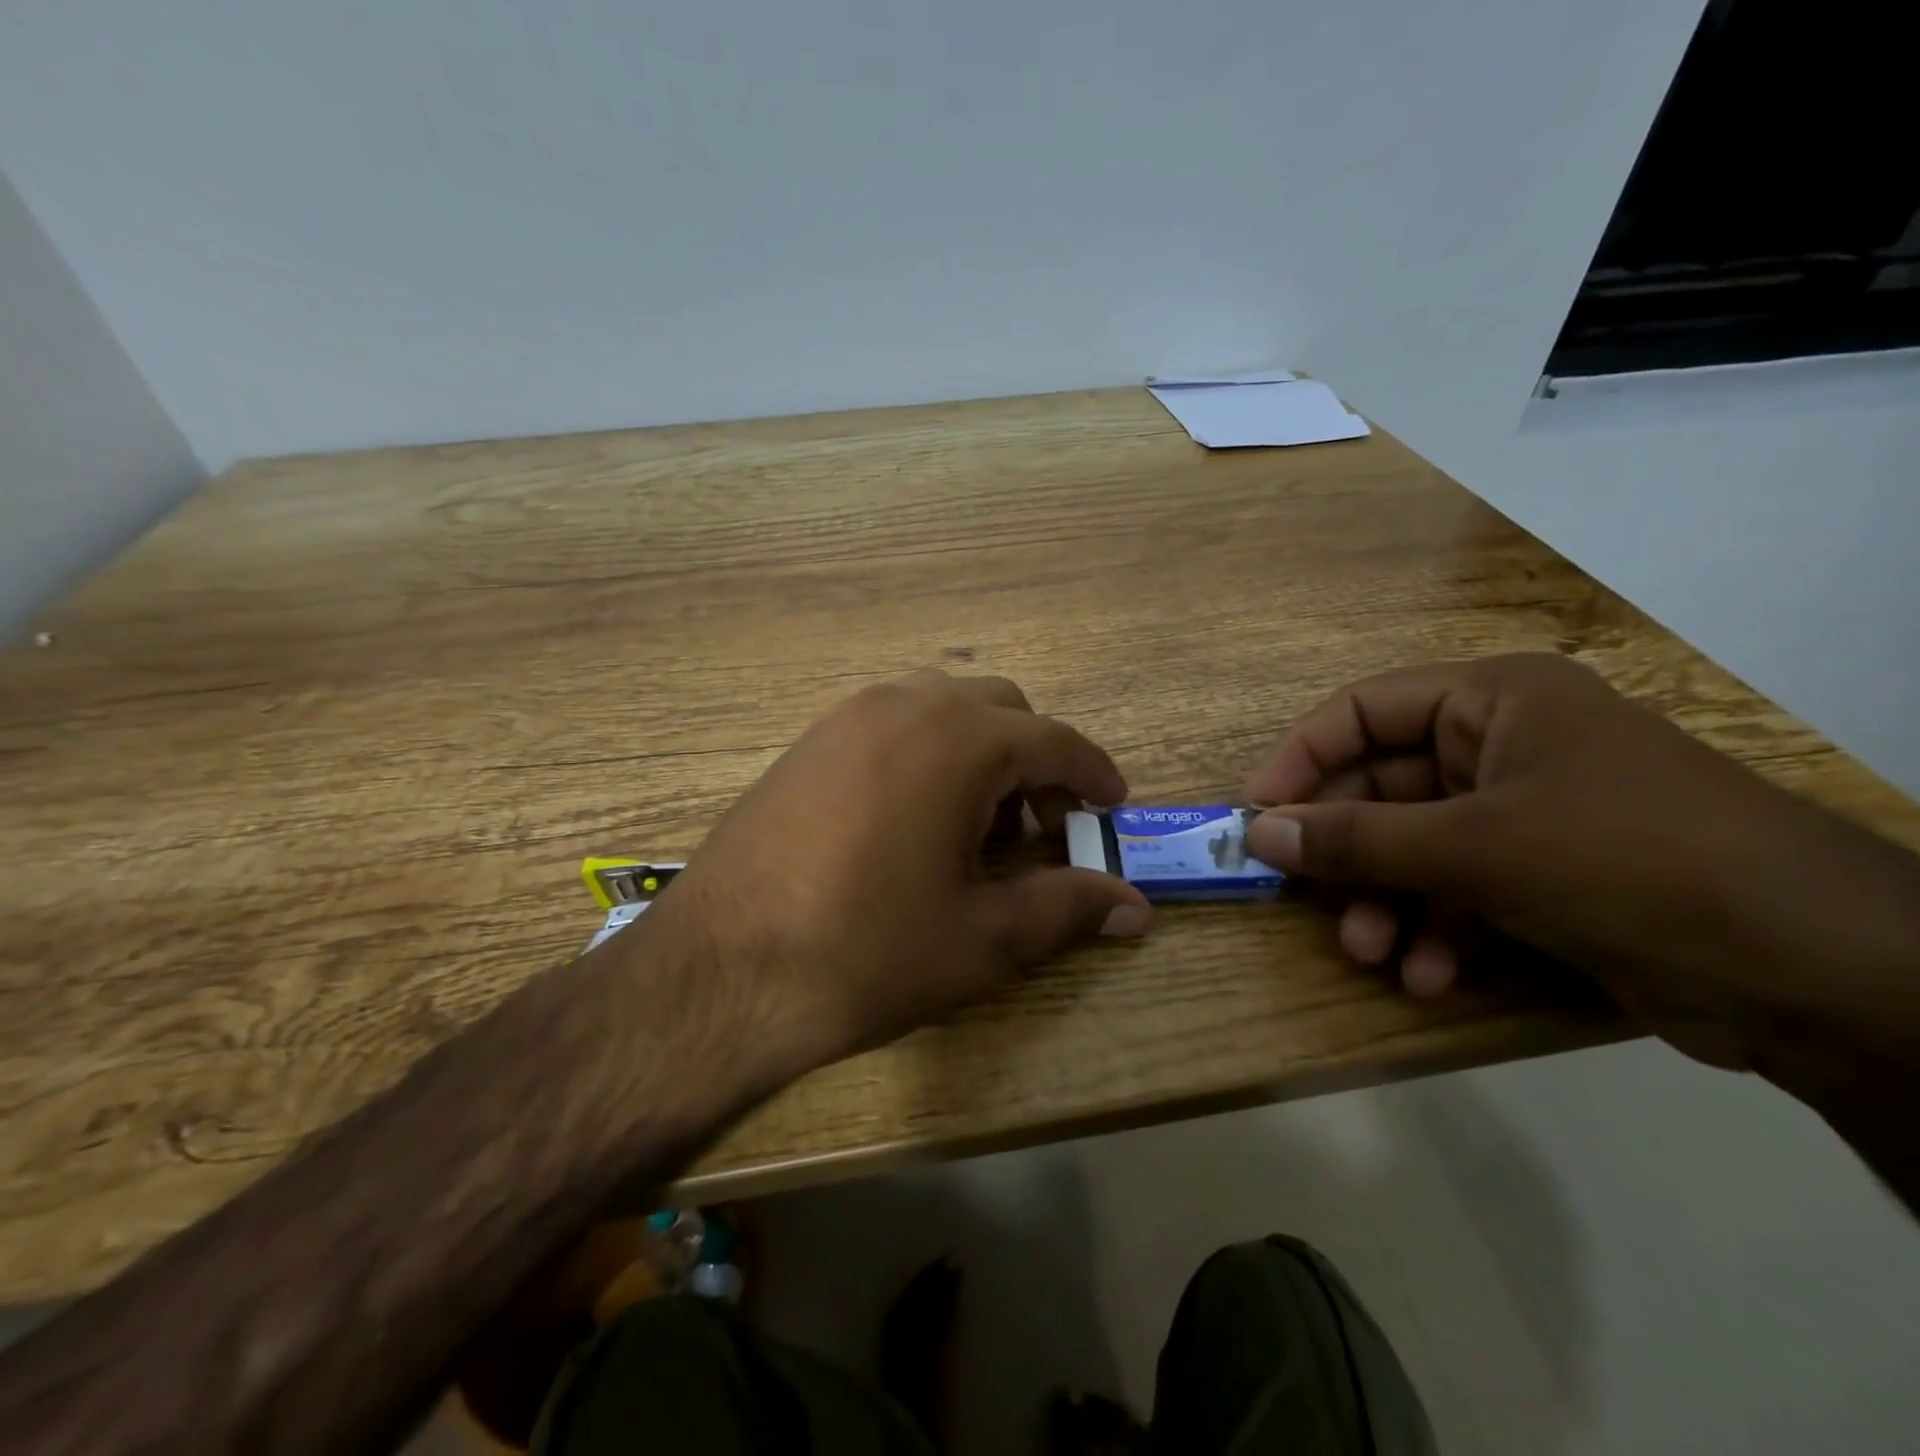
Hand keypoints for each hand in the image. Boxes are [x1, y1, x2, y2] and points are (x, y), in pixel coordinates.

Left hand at [649, 671, 1150, 1075]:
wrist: (718, 972)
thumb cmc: (866, 952)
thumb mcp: (981, 937)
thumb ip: (1066, 908)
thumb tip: (1136, 907)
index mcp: (958, 741)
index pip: (1053, 741)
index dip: (1093, 774)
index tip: (1113, 804)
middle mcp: (903, 707)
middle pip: (1000, 709)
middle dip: (1035, 760)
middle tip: (1043, 827)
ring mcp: (846, 719)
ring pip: (941, 708)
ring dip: (979, 751)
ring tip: (978, 824)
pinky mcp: (807, 743)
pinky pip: (891, 724)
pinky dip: (927, 753)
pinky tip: (914, 819)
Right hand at [1242, 654, 1919, 1074]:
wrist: (1822, 975)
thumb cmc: (1629, 863)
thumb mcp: (1475, 848)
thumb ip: (1356, 839)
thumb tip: (1257, 833)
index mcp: (1492, 702)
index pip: (1362, 711)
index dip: (1301, 759)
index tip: (1257, 814)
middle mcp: (1503, 747)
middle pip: (1383, 788)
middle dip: (1347, 853)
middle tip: (1304, 898)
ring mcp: (1526, 814)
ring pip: (1414, 848)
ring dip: (1384, 903)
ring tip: (1371, 954)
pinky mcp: (1546, 875)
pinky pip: (1459, 891)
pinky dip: (1436, 932)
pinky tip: (1428, 977)